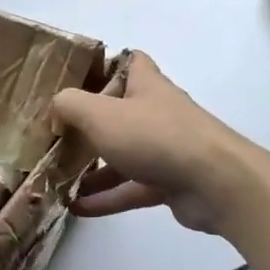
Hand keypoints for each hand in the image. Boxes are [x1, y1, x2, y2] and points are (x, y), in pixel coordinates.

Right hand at [50, 53, 250, 233]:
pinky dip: (107, 197)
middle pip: (121, 111)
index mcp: (146, 85)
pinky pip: (131, 187)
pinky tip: (77, 207)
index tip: (77, 80)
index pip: (130, 61)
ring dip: (93, 167)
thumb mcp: (100, 114)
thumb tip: (56, 113)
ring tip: (59, 178)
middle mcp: (157, 112)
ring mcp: (166, 148)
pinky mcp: (170, 182)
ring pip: (124, 153)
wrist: (213, 182)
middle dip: (90, 124)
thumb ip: (69, 106)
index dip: (106, 65)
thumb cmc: (154, 136)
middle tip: (58, 137)